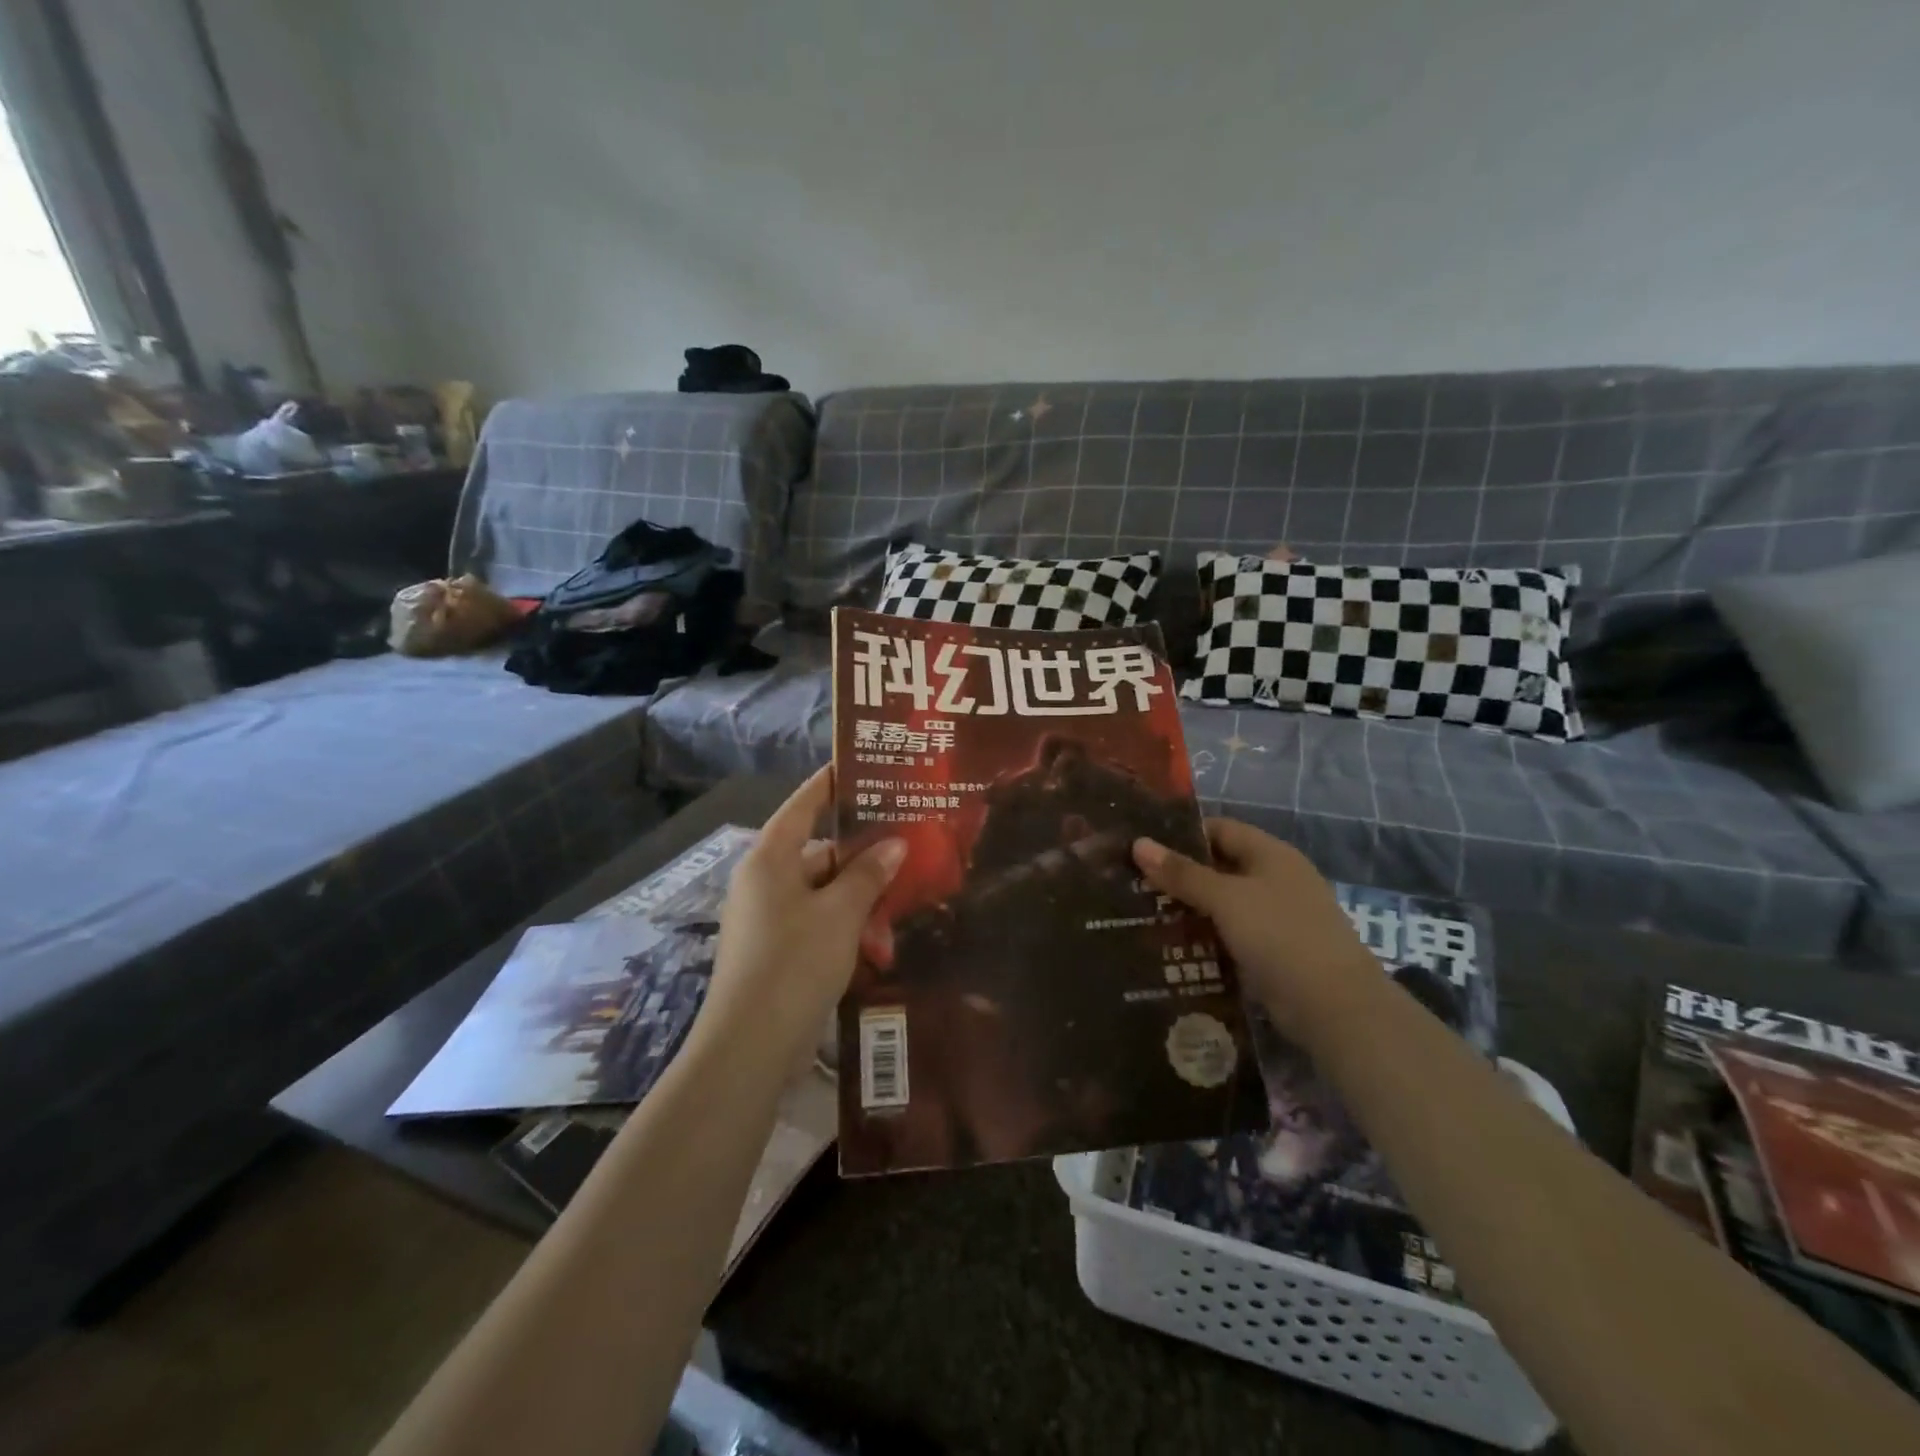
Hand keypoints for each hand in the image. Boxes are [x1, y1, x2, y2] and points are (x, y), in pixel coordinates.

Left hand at [700, 769, 905, 1065]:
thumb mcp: (839, 914)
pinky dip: (846, 924)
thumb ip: (868, 874)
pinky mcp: (777, 950)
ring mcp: (769, 918)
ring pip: (823, 891)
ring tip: (904, 897)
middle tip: (907, 842)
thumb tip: (894, 844)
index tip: (861, 766)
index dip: (830, 783)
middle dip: (862, 853)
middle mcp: (765, 881)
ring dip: (860, 896)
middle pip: (819, 851)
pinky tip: (880, 938)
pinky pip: (818, 921)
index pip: (803, 804)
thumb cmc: (794, 963)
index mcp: (770, 859)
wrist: (750, 1046)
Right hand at [1133, 818, 1380, 1035]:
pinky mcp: (1271, 953)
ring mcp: (1276, 918)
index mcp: (1271, 854)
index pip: (1220, 829)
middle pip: (1219, 867)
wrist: (1334, 1007)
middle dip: (1179, 875)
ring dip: (1188, 909)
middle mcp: (1275, 880)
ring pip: (1221, 905)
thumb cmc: (1280, 935)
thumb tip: (1138, 843)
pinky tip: (1169, 947)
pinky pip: (1229, 936)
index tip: (1142, 846)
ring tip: (1141, 913)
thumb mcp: (1226, 899)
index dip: (1181, 834)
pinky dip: (1203, 938)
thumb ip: (1182, 873)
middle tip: (1132, 882)